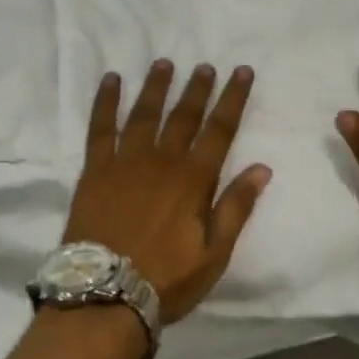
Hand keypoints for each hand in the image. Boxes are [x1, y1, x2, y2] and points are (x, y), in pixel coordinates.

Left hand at [63, 60, 272, 323]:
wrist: (105, 294)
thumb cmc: (166, 279)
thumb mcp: (214, 253)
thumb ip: (236, 207)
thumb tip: (262, 167)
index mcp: (194, 179)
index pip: (220, 129)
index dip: (233, 98)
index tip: (242, 72)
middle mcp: (162, 161)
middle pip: (184, 116)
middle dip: (198, 88)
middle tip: (206, 65)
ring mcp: (125, 162)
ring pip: (144, 113)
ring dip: (156, 86)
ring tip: (164, 63)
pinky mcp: (95, 170)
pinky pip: (101, 127)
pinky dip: (106, 102)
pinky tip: (110, 81)